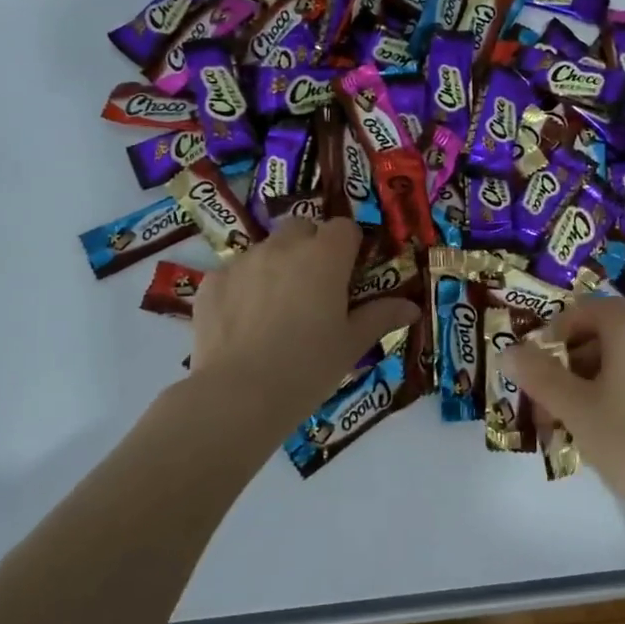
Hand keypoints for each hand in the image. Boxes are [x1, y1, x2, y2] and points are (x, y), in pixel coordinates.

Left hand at [190, 218, 418, 416]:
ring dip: (277, 266)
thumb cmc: (308, 368)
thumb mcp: (351, 345)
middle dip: (311, 247)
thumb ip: (381, 317)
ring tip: (276, 309)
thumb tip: (412, 307)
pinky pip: (234, 273)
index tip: (348, 274)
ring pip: (266, 249)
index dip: (348, 247)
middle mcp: (283, 247)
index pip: (343, 228)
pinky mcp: (212, 282)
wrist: (238, 395)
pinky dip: (243, 287)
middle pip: (302, 227)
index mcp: (325, 257)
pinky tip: (244, 323)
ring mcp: (243, 262)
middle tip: (314, 287)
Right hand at [502, 296, 624, 520]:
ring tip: (560, 416)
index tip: (536, 359)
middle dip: (566, 357)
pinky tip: (592, 426)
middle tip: (542, 391)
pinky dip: (608, 390)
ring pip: (618, 358)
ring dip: (584, 378)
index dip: (557, 327)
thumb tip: (508, 351)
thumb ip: (538, 375)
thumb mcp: (574, 407)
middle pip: (603, 332)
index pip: (589, 308)